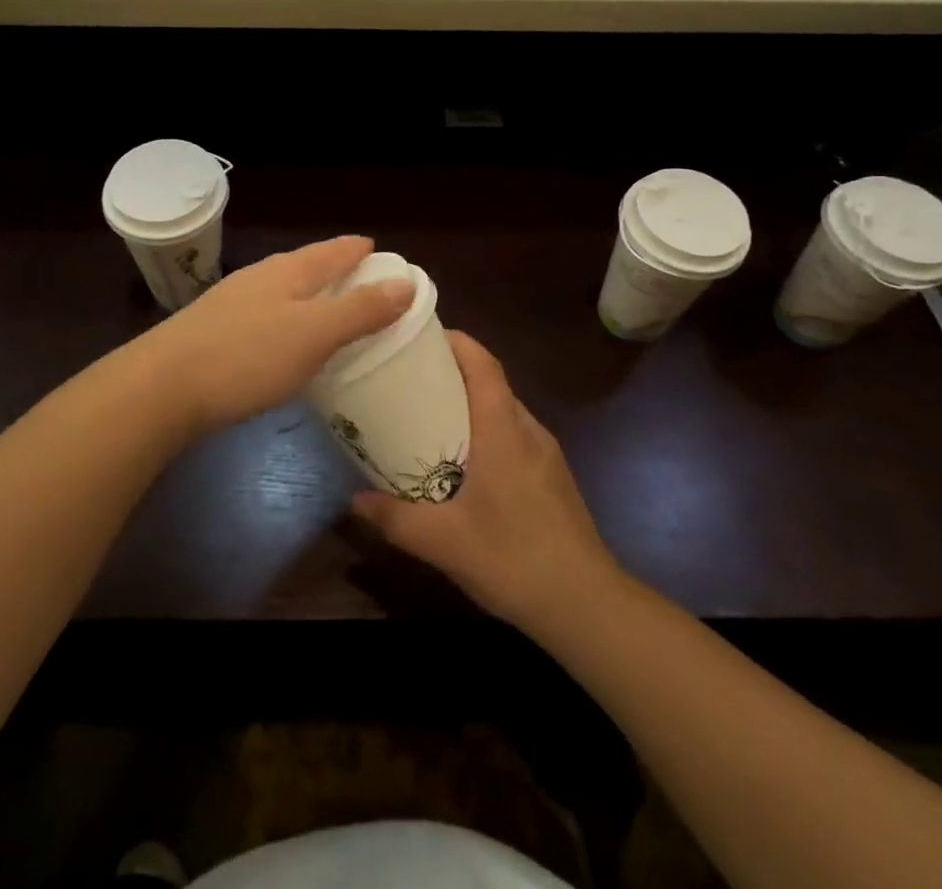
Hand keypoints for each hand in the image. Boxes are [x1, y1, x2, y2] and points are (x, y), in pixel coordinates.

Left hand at [144, 236, 414, 438]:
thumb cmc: (246, 357)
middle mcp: (259, 278)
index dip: (358, 250)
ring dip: (310, 295)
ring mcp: (232, 303)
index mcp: (287, 272)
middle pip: (306, 265)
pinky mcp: (213, 331)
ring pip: (282, 290)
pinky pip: (265, 315)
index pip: (332, 251)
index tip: (379, 251)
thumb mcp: (313, 334)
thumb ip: (360, 310)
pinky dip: (287, 319)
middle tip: (363, 283)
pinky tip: (285, 342)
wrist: (159, 388)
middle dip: (335, 270)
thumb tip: (406, 282)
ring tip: (329, 311)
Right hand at [352, 332, 620, 633]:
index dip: (457, 342)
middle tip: (410, 380)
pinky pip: (515, 435)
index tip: (422, 336)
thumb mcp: (443, 541)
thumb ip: (395, 518)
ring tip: (430, 417)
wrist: (586, 605)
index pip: (484, 365)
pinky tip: (465, 463)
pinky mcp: (552, 476)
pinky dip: (487, 430)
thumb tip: (354, 500)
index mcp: (504, 431)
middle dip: (453, 372)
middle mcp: (528, 431)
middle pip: (491, 382)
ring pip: (504, 410)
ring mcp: (546, 454)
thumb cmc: (513, 559)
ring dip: (470, 403)